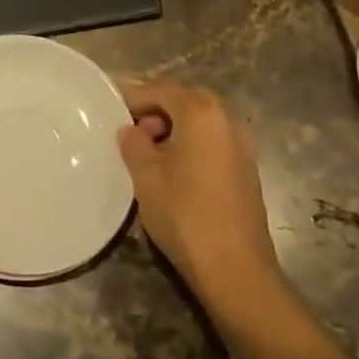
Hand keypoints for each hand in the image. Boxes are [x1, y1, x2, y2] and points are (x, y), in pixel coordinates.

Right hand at [117, 79, 280, 312]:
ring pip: (202, 121)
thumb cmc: (185, 214)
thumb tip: (131, 130)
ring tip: (148, 149)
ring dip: (174, 126)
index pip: (162, 89)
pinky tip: (173, 167)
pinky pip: (213, 141)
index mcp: (201, 113)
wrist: (235, 269)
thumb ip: (134, 144)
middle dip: (156, 108)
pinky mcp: (247, 169)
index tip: (112, 105)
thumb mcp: (146, 176)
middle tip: (129, 126)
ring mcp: (243, 146)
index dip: (134, 95)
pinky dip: (191, 142)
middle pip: (186, 100)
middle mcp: (227, 120)